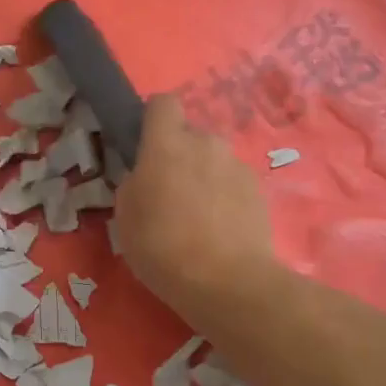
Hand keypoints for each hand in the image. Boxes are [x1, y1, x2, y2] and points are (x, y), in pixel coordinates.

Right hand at [114, 94, 276, 320]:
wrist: (227, 282)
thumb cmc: (162, 247)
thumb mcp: (125, 217)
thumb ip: (134, 184)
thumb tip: (145, 176)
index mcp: (166, 144)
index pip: (163, 103)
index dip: (153, 118)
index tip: (146, 143)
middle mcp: (205, 143)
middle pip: (190, 135)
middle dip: (180, 154)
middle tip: (169, 191)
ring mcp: (236, 165)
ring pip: (213, 159)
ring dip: (204, 175)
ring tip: (197, 215)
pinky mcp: (259, 189)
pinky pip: (233, 181)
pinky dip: (225, 196)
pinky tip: (219, 228)